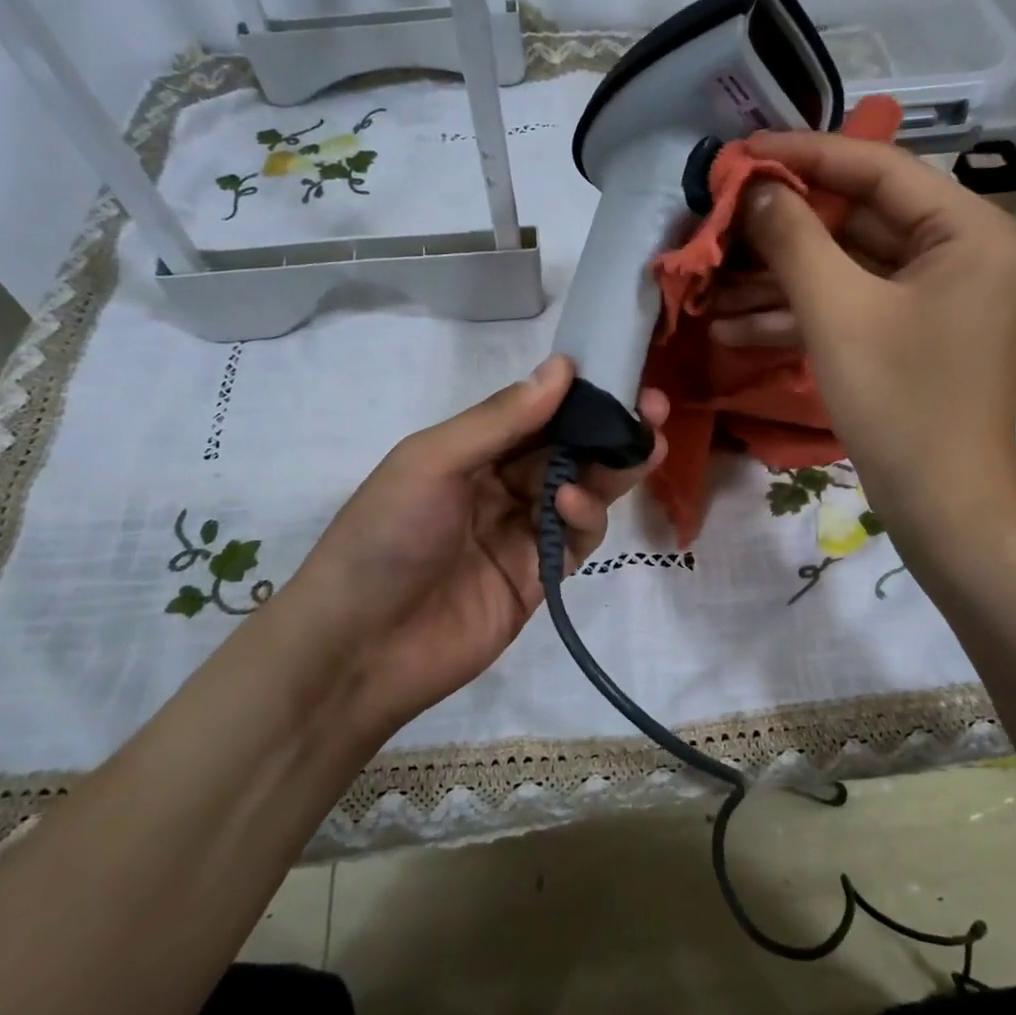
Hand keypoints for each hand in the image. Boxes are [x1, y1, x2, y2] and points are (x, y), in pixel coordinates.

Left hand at [280, 356, 667, 742]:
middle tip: (654, 409)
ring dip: (610, 468)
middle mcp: (499, 486)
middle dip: (609, 429)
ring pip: (582, 491)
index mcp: (469, 451)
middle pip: (567, 451)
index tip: (618, 373)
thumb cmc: (386, 536)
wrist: (361, 647)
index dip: (576, 394)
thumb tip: (562, 367)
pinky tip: (573, 502)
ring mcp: (522, 533)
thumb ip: (500, 420)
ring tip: (642, 447)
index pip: (534, 413)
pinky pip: (576, 538)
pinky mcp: (540, 577)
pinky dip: (585, 516)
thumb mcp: (433, 461)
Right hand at [728, 133, 1015, 549]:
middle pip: (853, 220)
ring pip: (843, 269)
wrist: (942, 508)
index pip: (875, 168)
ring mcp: (933, 297)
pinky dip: (797, 316)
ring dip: (775, 283)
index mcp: (966, 229)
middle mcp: (958, 251)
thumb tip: (753, 186)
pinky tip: (732, 329)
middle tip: (715, 223)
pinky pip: (849, 307)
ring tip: (707, 290)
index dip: (801, 155)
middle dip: (778, 232)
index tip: (738, 152)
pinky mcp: (909, 335)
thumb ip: (792, 238)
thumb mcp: (837, 312)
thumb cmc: (900, 403)